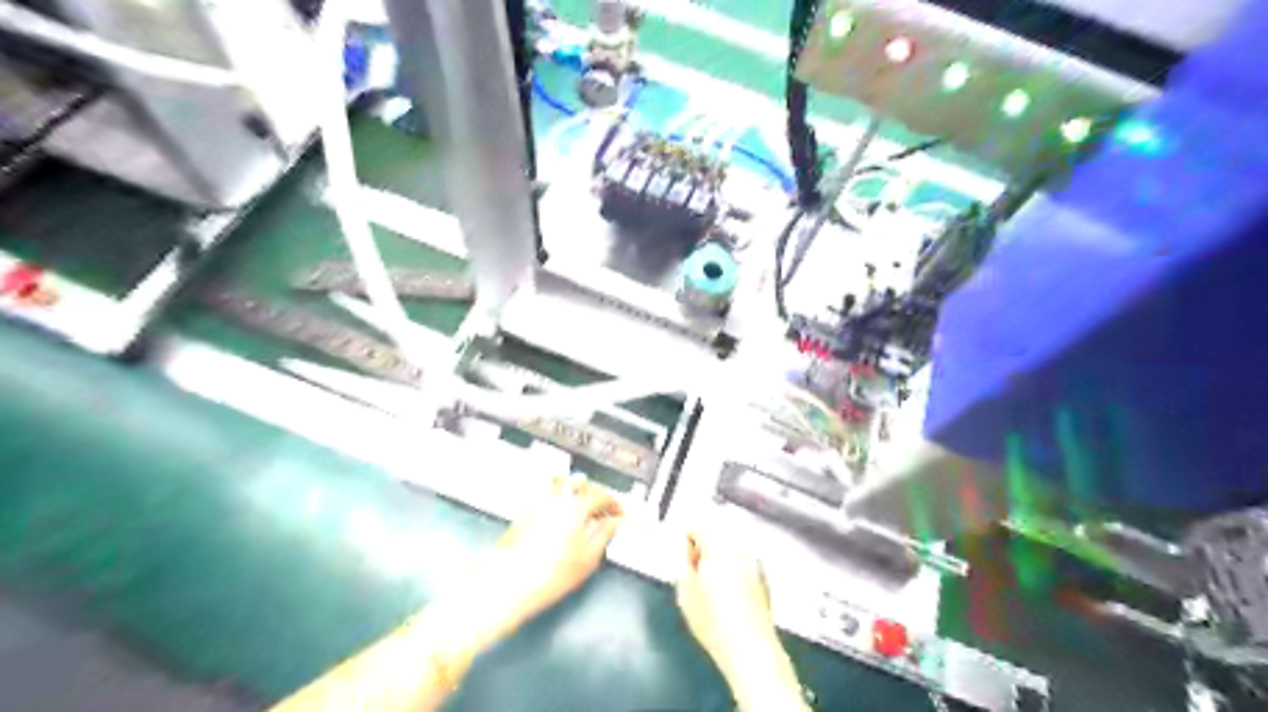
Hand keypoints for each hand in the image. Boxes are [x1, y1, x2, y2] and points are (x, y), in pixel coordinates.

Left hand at [486, 474, 622, 628]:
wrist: (509, 583)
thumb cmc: (550, 574)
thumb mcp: (588, 558)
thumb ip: (604, 535)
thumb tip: (614, 522)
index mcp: (576, 506)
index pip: (601, 496)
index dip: (614, 504)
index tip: (620, 513)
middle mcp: (556, 498)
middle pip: (581, 483)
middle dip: (595, 493)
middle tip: (603, 509)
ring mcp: (537, 502)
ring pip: (560, 482)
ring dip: (574, 489)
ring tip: (582, 505)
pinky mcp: (524, 511)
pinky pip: (544, 492)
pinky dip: (557, 496)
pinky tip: (560, 512)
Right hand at [679, 526, 806, 707]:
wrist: (751, 649)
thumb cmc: (712, 621)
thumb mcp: (685, 593)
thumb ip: (685, 566)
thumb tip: (689, 555)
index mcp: (718, 548)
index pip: (699, 527)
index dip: (687, 539)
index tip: (683, 557)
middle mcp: (739, 549)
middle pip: (718, 534)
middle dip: (705, 545)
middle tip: (695, 568)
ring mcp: (754, 563)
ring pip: (732, 548)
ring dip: (720, 556)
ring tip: (711, 581)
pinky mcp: (764, 579)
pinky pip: (743, 562)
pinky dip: (734, 568)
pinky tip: (729, 591)